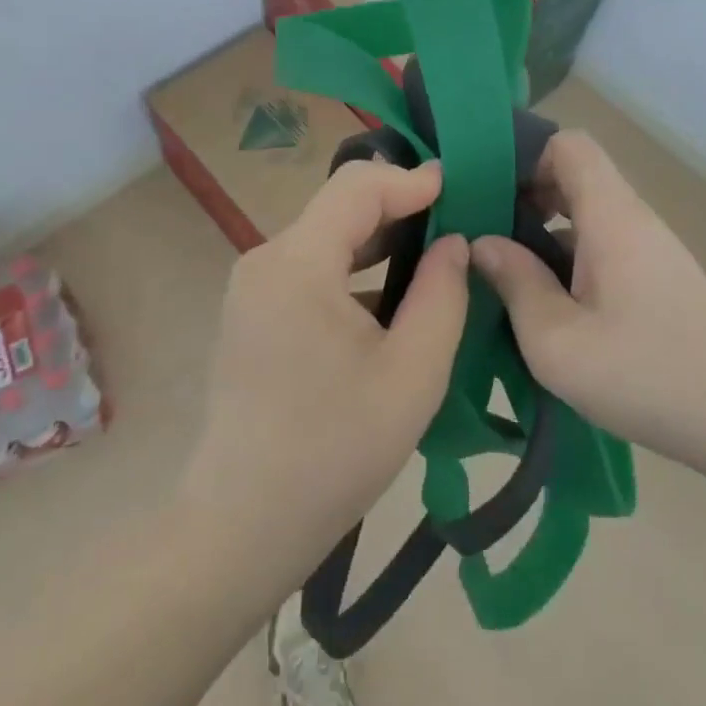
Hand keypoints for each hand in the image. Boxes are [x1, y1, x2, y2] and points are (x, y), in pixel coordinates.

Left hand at [178, 160, 469, 587]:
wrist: (243, 526)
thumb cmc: (334, 452)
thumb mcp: (412, 374)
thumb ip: (442, 294)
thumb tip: (454, 241)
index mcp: (297, 263)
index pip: (358, 186)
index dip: (413, 179)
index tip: (463, 189)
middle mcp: (265, 259)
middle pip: (340, 206)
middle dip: (401, 207)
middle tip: (459, 223)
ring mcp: (253, 286)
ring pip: (327, 237)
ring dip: (380, 240)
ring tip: (435, 256)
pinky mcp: (253, 312)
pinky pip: (311, 268)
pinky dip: (354, 269)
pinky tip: (391, 298)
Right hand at [470, 132, 705, 475]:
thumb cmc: (646, 373)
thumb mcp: (557, 341)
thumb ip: (515, 283)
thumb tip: (482, 243)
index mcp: (610, 216)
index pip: (569, 145)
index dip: (525, 157)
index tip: (489, 195)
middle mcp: (632, 219)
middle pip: (575, 176)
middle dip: (525, 196)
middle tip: (487, 237)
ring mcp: (649, 249)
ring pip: (587, 214)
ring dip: (545, 232)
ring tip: (508, 274)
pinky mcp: (658, 277)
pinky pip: (603, 244)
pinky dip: (569, 257)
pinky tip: (550, 304)